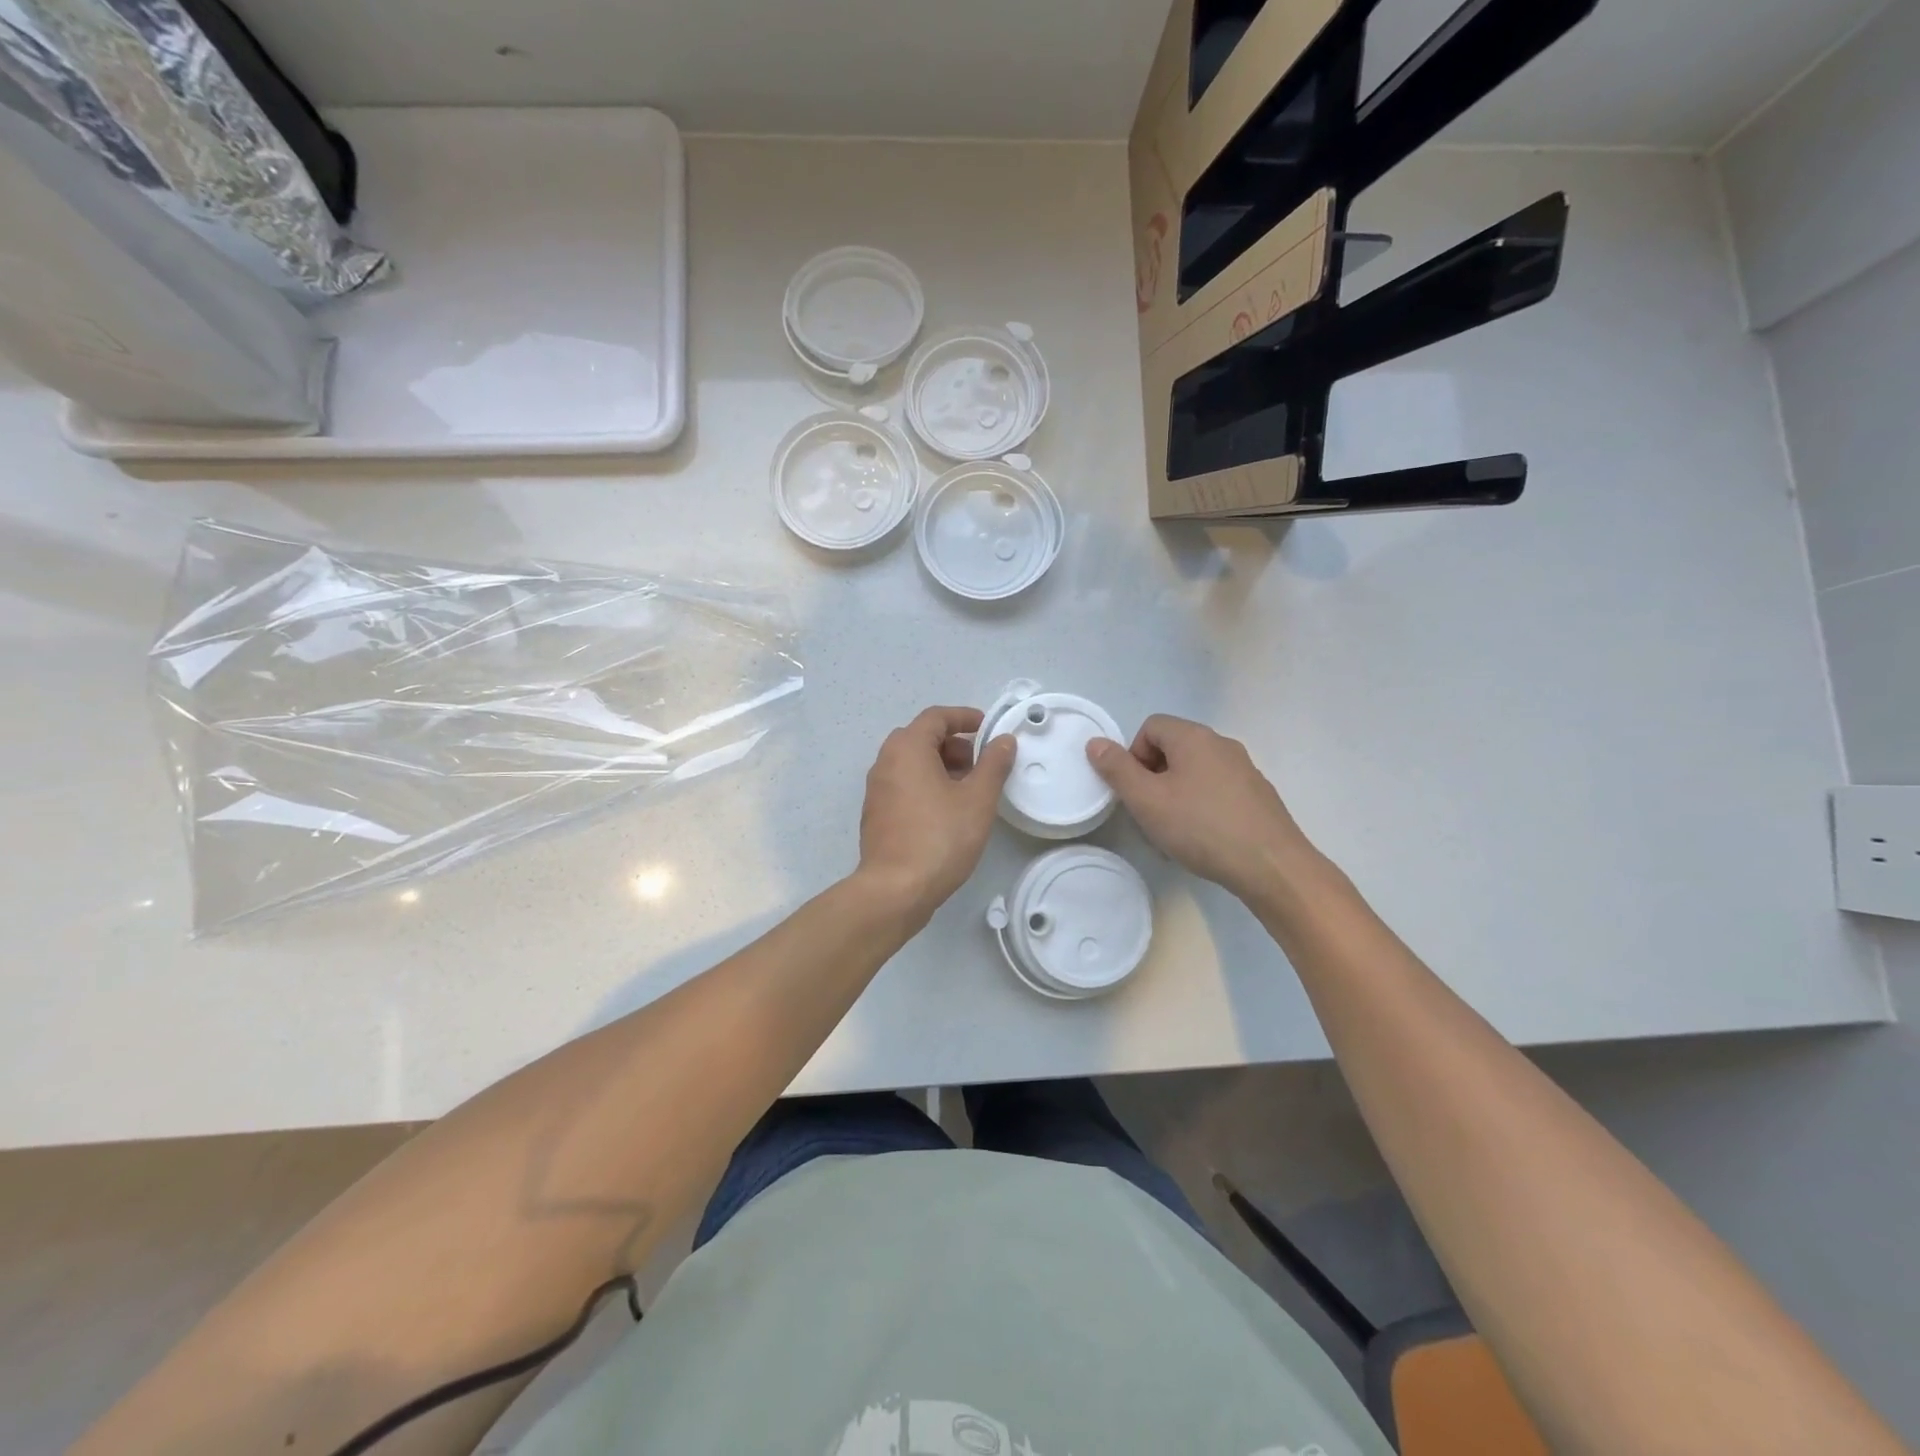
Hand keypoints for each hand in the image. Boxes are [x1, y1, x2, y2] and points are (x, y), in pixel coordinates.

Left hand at [856, 706, 1016, 926]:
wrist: (895, 889)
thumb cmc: (940, 837)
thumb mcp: (978, 799)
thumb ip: (994, 764)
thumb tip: (1004, 740)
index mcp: (907, 748)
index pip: (936, 717)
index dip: (965, 717)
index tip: (988, 728)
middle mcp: (885, 762)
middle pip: (921, 738)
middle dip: (954, 744)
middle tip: (980, 763)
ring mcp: (877, 790)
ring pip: (911, 763)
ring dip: (940, 766)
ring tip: (969, 789)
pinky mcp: (876, 815)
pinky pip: (903, 785)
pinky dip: (926, 785)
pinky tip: (947, 811)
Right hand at [1087, 715, 1323, 905]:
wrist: (1271, 865)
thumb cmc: (1200, 827)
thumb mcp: (1146, 800)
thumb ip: (1116, 769)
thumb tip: (1095, 743)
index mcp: (1194, 737)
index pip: (1151, 726)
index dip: (1133, 755)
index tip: (1134, 790)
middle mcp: (1222, 744)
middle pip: (1174, 748)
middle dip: (1153, 776)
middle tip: (1149, 813)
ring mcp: (1245, 769)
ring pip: (1196, 771)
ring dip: (1176, 793)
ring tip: (1174, 831)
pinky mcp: (1259, 795)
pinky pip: (1218, 790)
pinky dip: (1202, 806)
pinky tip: (1203, 839)